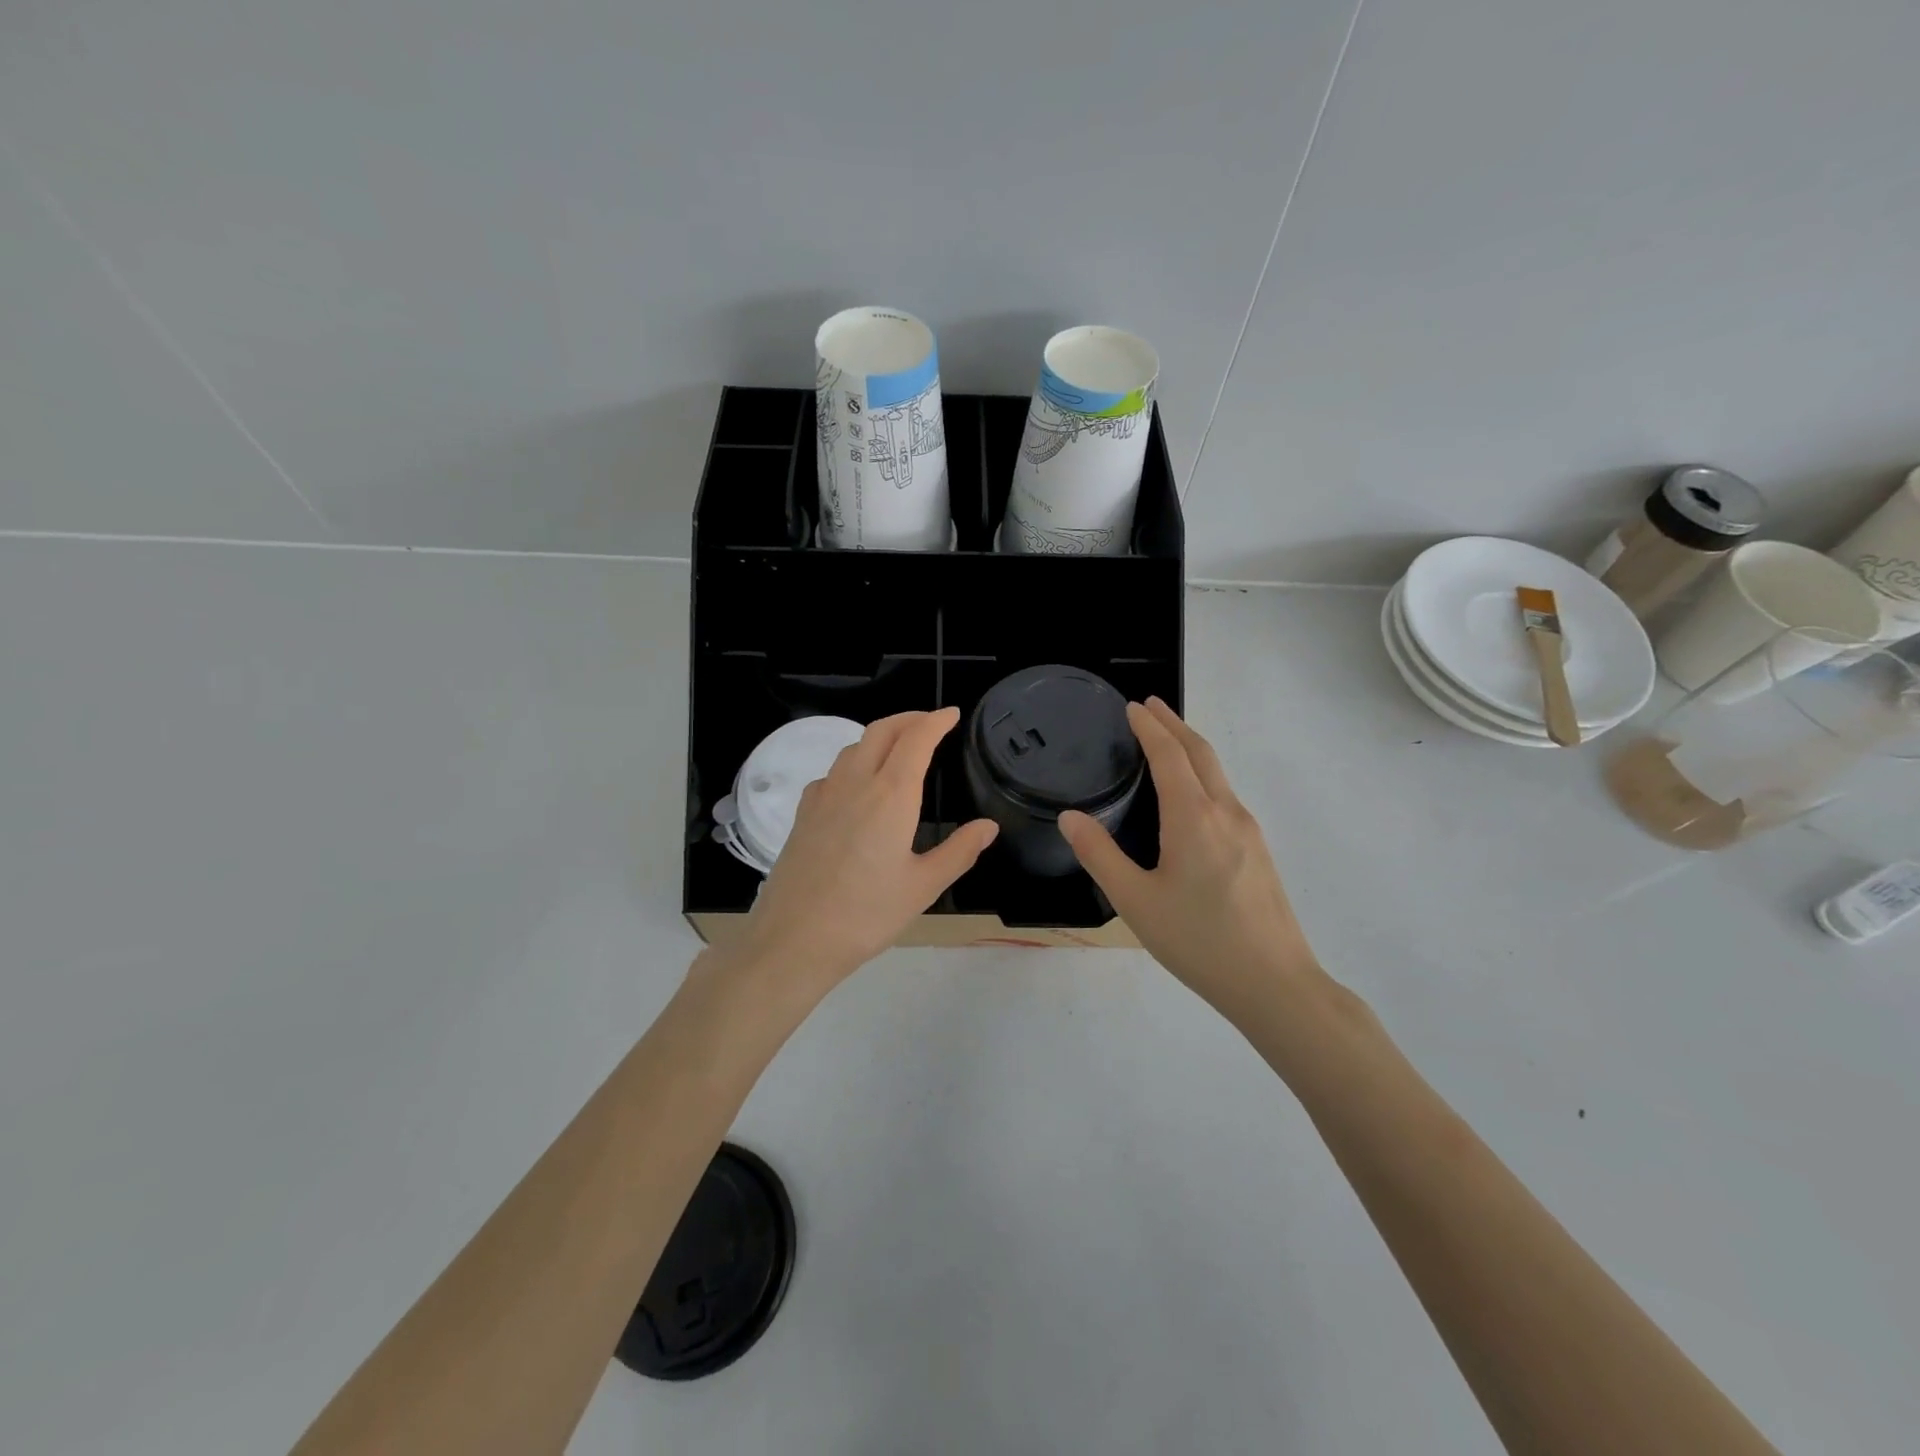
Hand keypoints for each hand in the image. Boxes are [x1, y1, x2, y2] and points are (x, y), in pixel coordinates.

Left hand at [733, 708, 996, 993]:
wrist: (794, 938)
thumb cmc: (867, 914)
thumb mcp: (923, 886)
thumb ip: (959, 851)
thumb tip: (988, 827)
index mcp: (891, 795)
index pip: (916, 739)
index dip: (936, 721)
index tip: (952, 714)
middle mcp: (855, 783)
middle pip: (881, 730)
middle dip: (909, 718)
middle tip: (930, 722)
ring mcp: (824, 795)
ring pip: (853, 747)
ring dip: (880, 736)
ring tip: (899, 748)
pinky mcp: (803, 813)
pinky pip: (832, 772)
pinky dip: (853, 762)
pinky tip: (857, 786)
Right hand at [1060, 698, 1318, 1019]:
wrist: (1275, 983)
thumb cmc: (1198, 940)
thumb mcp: (1135, 901)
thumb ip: (1099, 855)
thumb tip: (1070, 817)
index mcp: (1193, 817)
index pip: (1169, 754)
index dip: (1149, 727)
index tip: (1132, 706)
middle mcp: (1226, 812)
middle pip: (1200, 752)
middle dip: (1174, 724)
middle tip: (1149, 706)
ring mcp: (1248, 831)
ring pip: (1218, 773)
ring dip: (1191, 748)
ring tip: (1166, 742)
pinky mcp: (1259, 851)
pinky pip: (1226, 795)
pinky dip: (1203, 775)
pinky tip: (1192, 797)